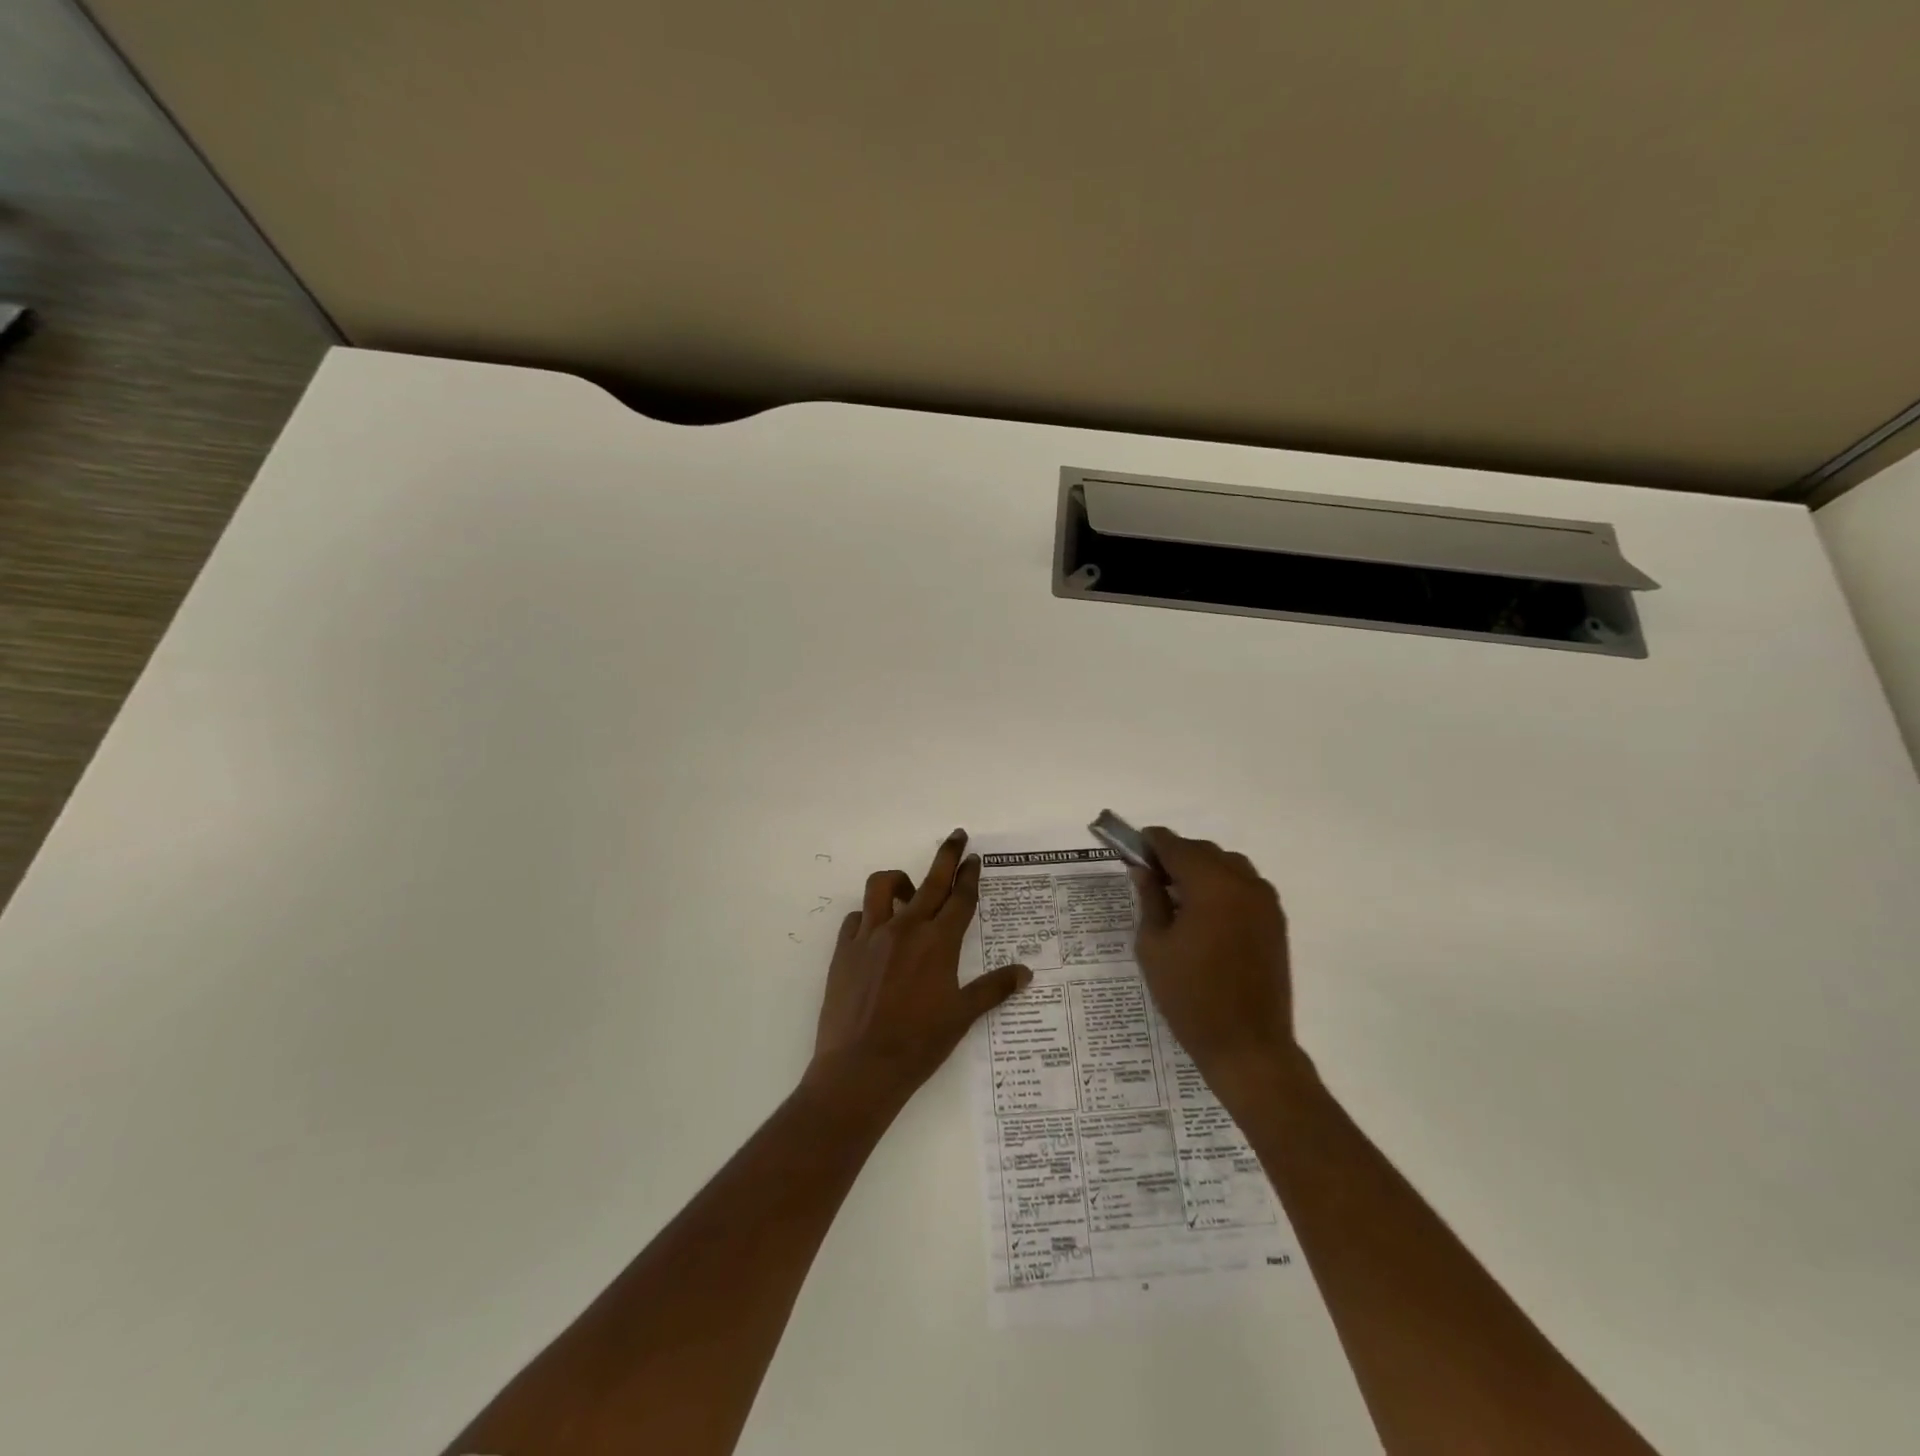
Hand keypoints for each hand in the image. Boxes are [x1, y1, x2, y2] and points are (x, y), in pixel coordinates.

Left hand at [806, 830, 1030, 1108]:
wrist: (861, 1067)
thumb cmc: (919, 1043)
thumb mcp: (962, 1016)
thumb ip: (993, 988)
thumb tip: (1026, 972)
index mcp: (938, 942)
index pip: (960, 898)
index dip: (970, 876)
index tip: (975, 858)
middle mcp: (905, 928)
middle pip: (930, 881)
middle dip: (947, 856)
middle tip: (957, 836)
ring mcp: (871, 936)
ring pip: (882, 886)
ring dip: (899, 881)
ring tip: (908, 892)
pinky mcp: (845, 949)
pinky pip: (857, 918)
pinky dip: (869, 917)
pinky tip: (876, 933)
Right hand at [1131, 828, 1295, 1085]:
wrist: (1248, 1046)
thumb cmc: (1190, 997)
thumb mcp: (1154, 946)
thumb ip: (1150, 899)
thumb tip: (1143, 870)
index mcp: (1211, 886)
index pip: (1176, 846)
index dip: (1151, 842)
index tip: (1133, 847)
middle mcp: (1243, 884)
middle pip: (1204, 851)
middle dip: (1176, 855)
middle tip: (1149, 875)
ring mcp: (1265, 902)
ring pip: (1228, 865)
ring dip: (1201, 868)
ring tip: (1177, 895)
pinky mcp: (1275, 921)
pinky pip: (1245, 885)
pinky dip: (1222, 885)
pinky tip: (1204, 912)